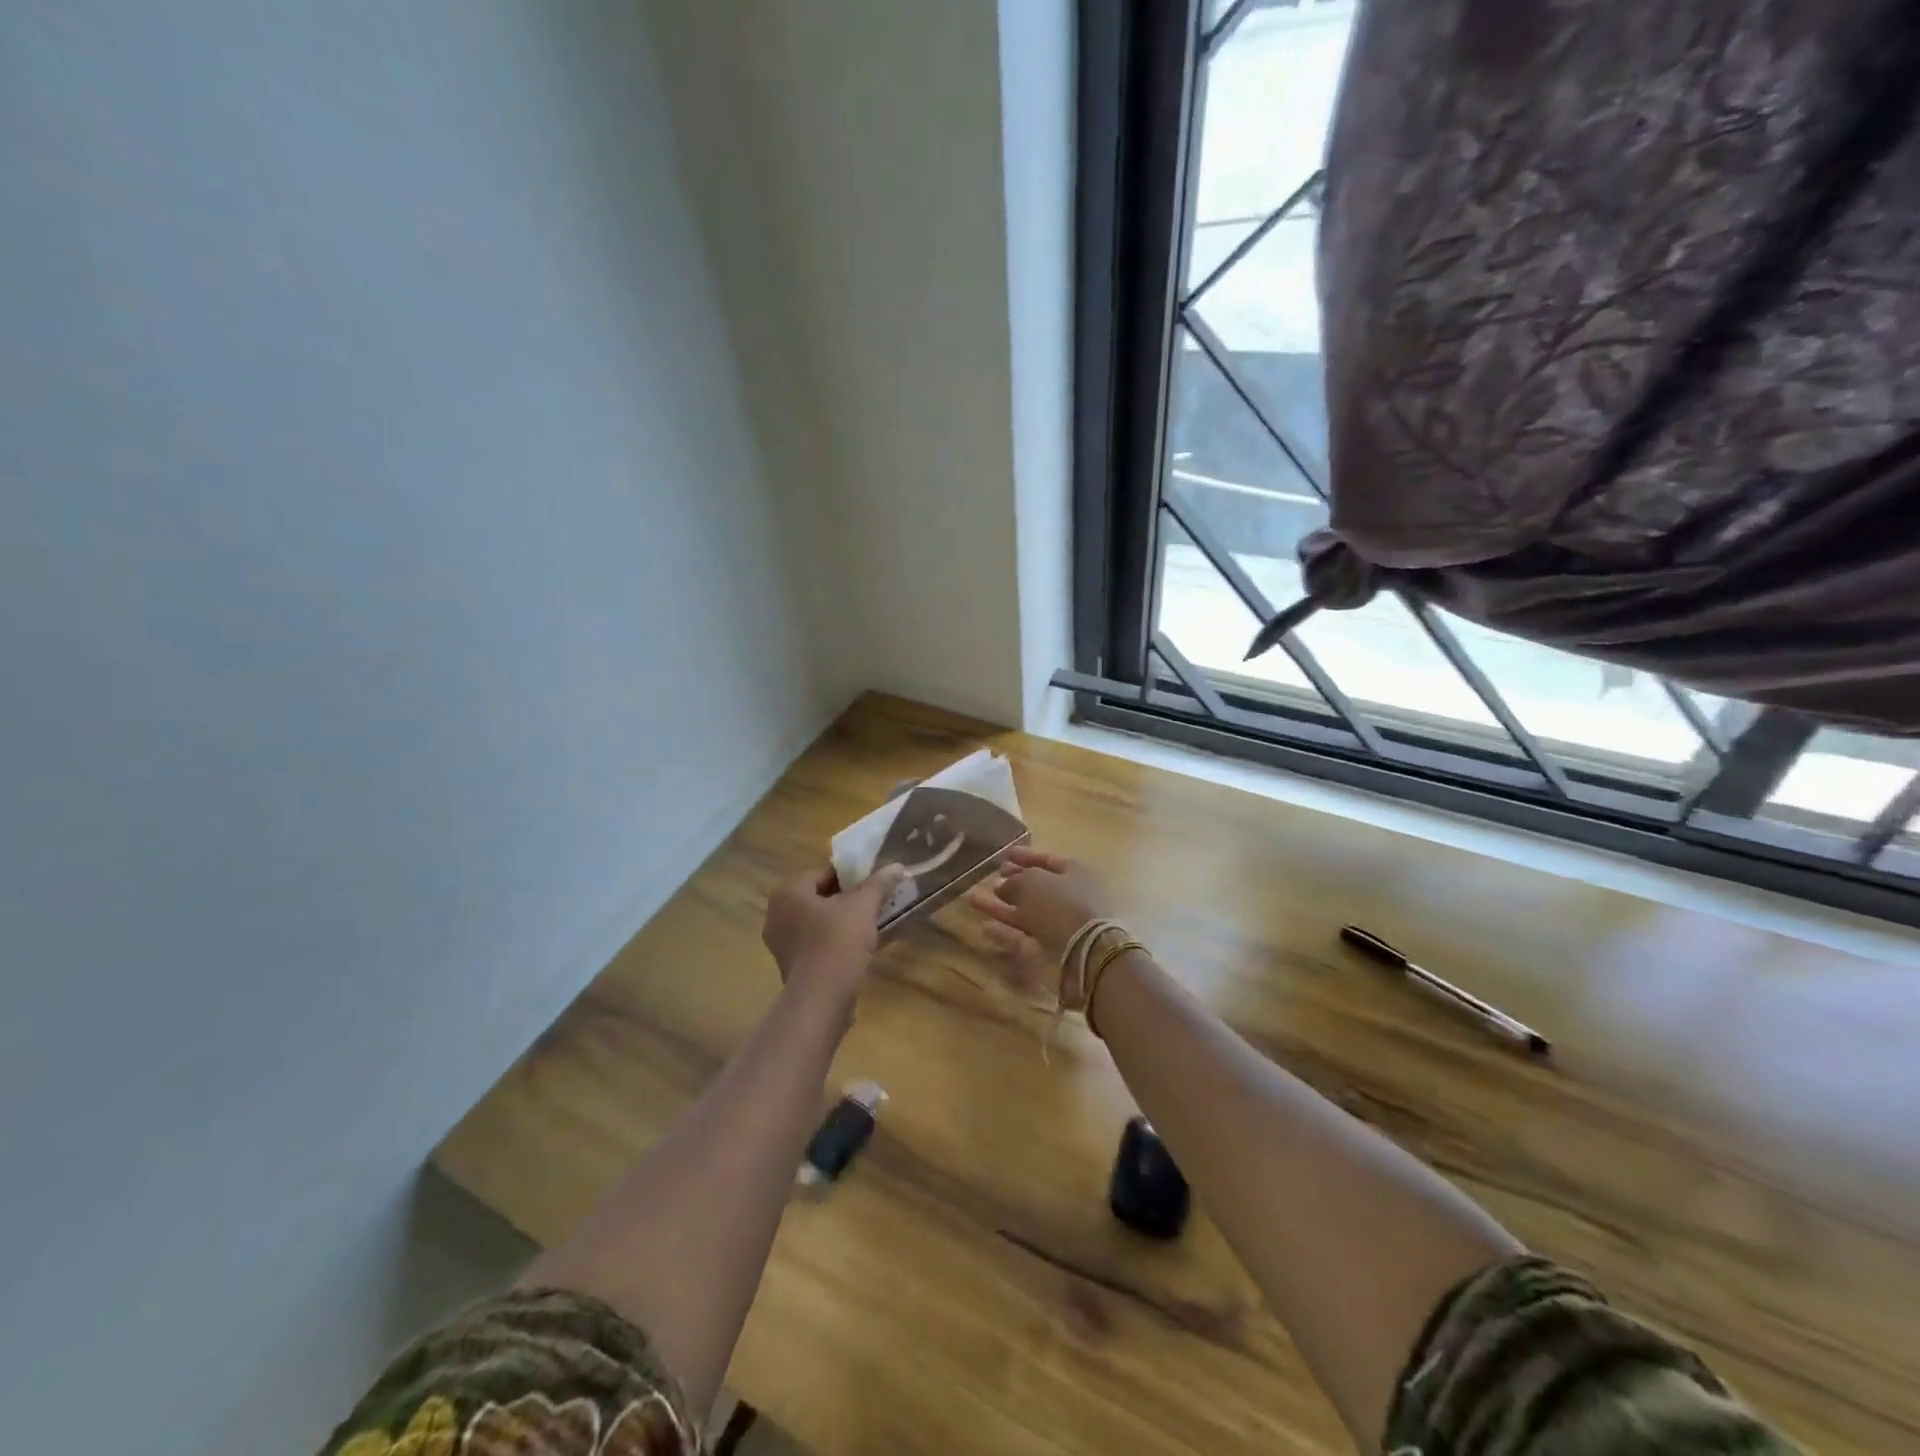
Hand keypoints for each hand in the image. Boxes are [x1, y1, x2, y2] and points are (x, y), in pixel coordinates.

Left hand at [762, 864, 904, 1006]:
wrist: (821, 1000)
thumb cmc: (838, 941)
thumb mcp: (864, 906)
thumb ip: (879, 883)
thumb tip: (897, 866)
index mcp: (788, 893)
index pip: (823, 873)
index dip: (851, 874)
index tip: (874, 880)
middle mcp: (777, 915)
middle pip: (821, 898)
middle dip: (849, 898)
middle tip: (876, 900)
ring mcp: (782, 944)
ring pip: (820, 923)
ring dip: (844, 921)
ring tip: (873, 922)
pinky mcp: (793, 967)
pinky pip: (818, 944)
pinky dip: (837, 942)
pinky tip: (862, 946)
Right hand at [967, 846, 1111, 987]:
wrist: (1084, 956)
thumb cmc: (1061, 905)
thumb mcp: (1033, 882)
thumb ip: (1014, 881)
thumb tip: (1003, 886)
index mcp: (1074, 874)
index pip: (1048, 861)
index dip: (1026, 857)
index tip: (1006, 855)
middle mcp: (1068, 900)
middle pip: (1037, 889)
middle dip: (1013, 884)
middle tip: (992, 878)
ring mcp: (1058, 928)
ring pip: (1025, 914)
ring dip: (1001, 908)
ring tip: (974, 899)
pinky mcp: (1047, 953)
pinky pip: (1022, 938)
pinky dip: (1004, 933)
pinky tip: (984, 927)